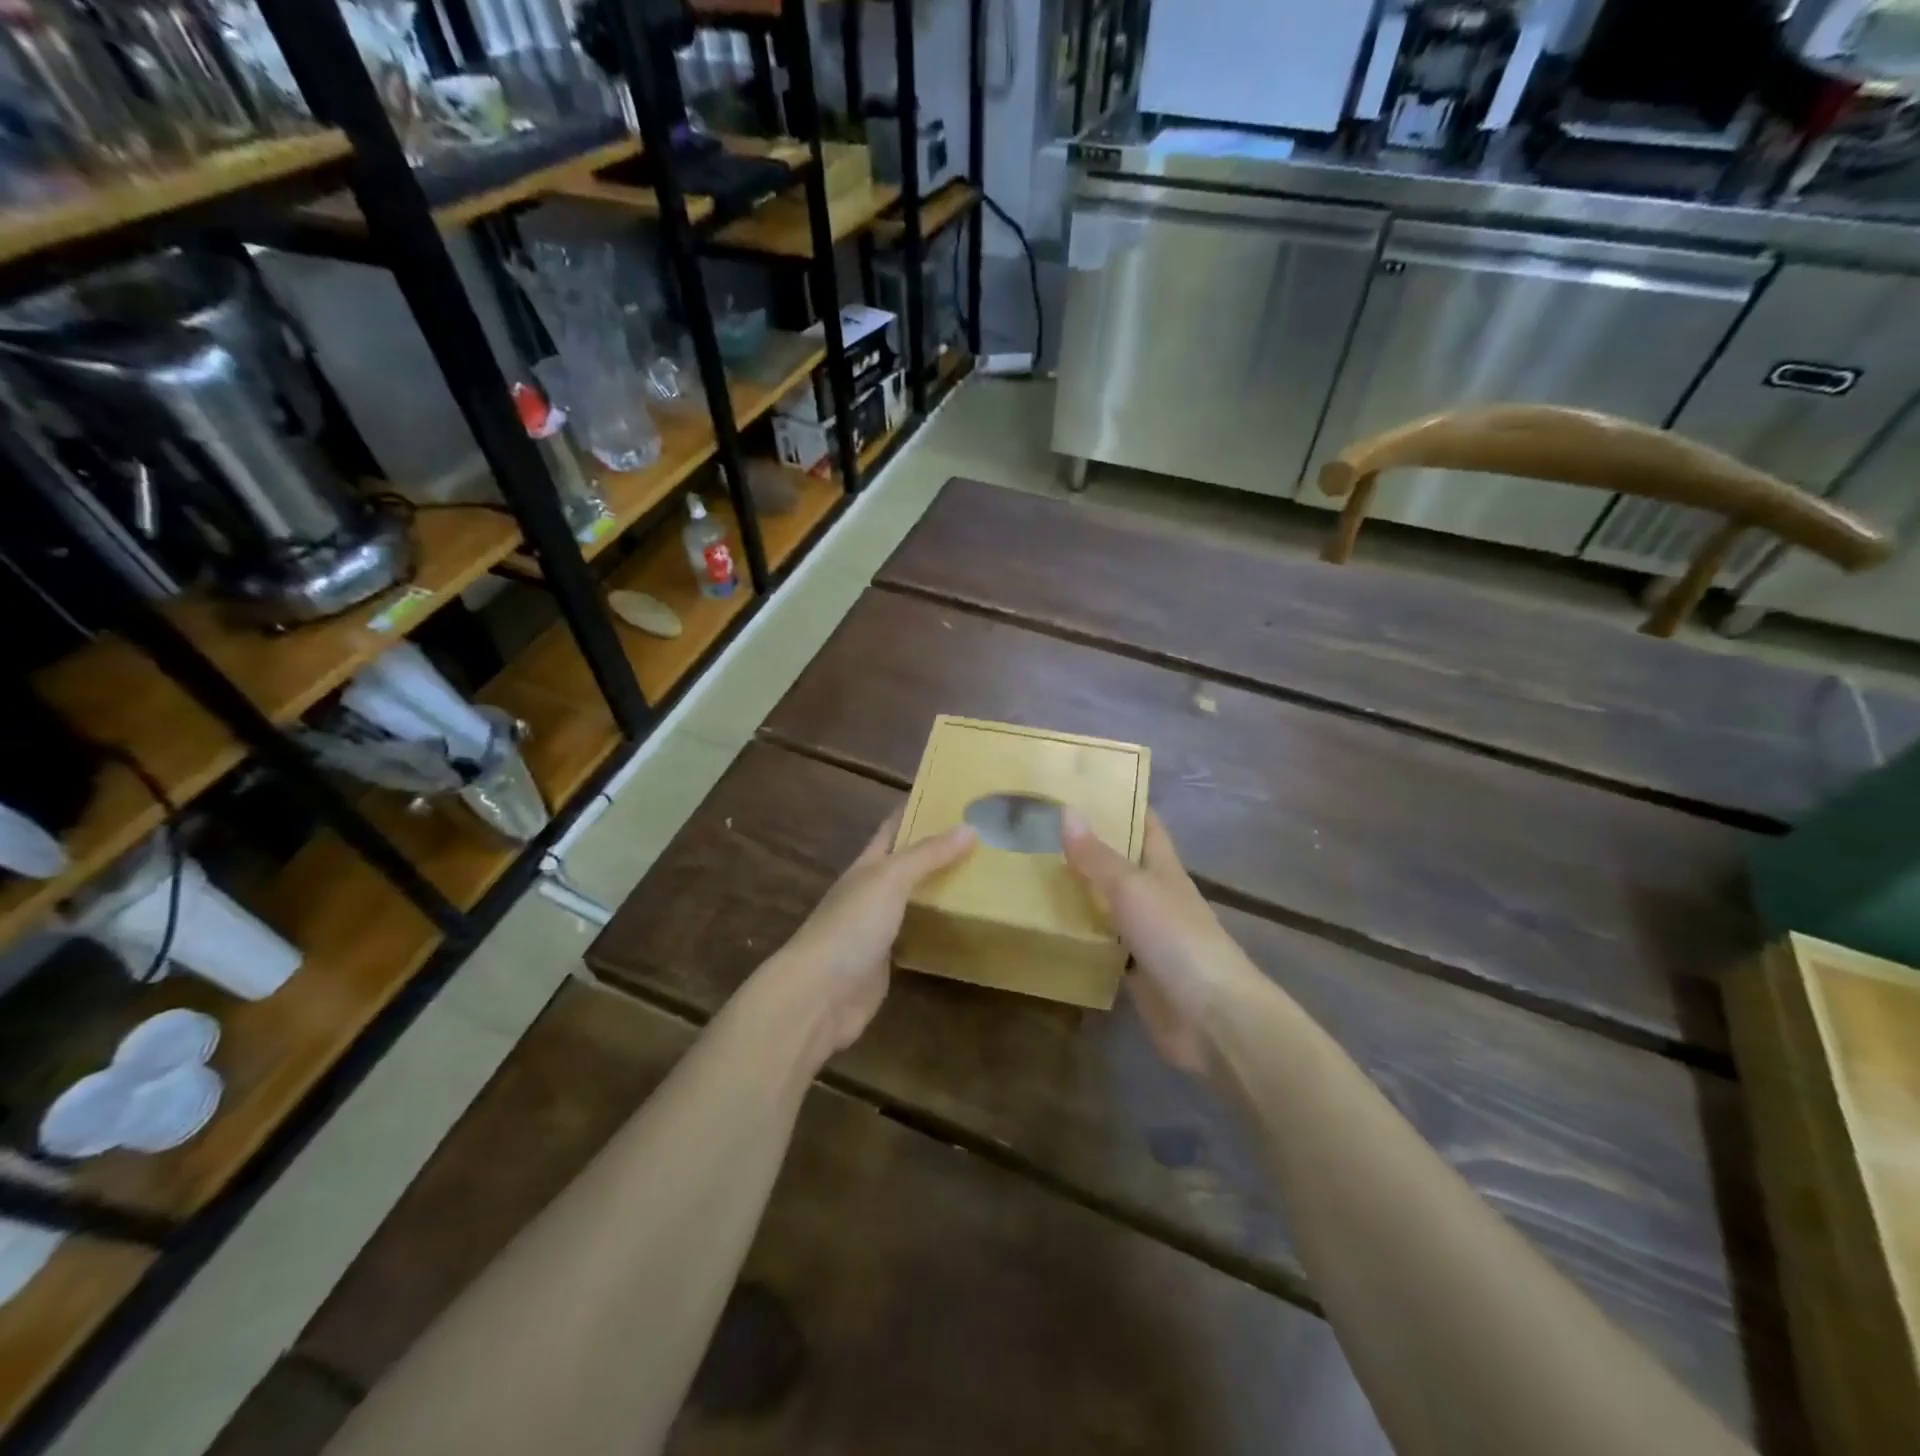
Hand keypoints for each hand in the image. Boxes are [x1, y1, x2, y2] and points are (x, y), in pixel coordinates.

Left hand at [762, 809, 974, 1058]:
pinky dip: (939, 928)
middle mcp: (872, 891)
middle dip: (940, 849)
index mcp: (868, 865)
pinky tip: (967, 924)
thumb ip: (928, 854)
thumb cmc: (851, 926)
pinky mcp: (888, 961)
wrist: (819, 995)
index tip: (953, 795)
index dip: (918, 809)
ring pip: (916, 900)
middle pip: (908, 863)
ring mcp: (878, 928)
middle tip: (985, 837)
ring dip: (942, 889)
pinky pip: (919, 935)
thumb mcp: (890, 879)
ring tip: (987, 876)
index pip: (894, 827)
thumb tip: (969, 826)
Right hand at [1062, 809, 1262, 1075]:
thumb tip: (1067, 811)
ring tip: (1030, 873)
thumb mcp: (1132, 889)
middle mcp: (1156, 896)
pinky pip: (1101, 945)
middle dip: (1087, 847)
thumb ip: (1098, 856)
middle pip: (1120, 863)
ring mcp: (1146, 935)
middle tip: (1038, 831)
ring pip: (1107, 905)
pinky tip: (1046, 928)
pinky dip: (1080, 936)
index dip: (1121, 802)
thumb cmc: (1176, 938)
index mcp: (1163, 867)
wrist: (1210, 1016)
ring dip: (1079, 892)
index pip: (1145, 824)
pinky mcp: (1135, 971)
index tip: (1081, 786)